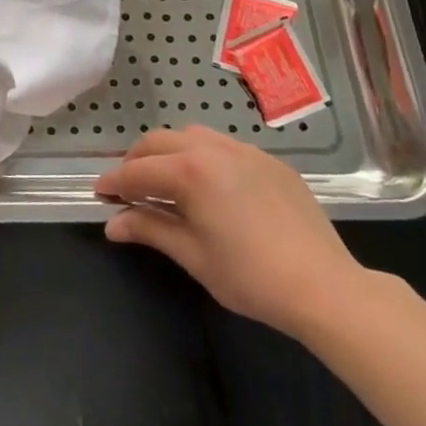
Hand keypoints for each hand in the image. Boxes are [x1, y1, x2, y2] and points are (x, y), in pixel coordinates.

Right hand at [95, 125, 365, 338]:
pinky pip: (225, 146)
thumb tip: (112, 224)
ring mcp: (245, 152)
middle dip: (137, 161)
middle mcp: (213, 149)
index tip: (99, 194)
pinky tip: (211, 186)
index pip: (137, 171)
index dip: (114, 183)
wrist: (326, 288)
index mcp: (189, 170)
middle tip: (129, 188)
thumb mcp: (192, 256)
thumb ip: (149, 230)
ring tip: (167, 181)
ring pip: (191, 136)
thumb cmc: (251, 276)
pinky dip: (204, 157)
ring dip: (169, 152)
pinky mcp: (271, 162)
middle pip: (159, 142)